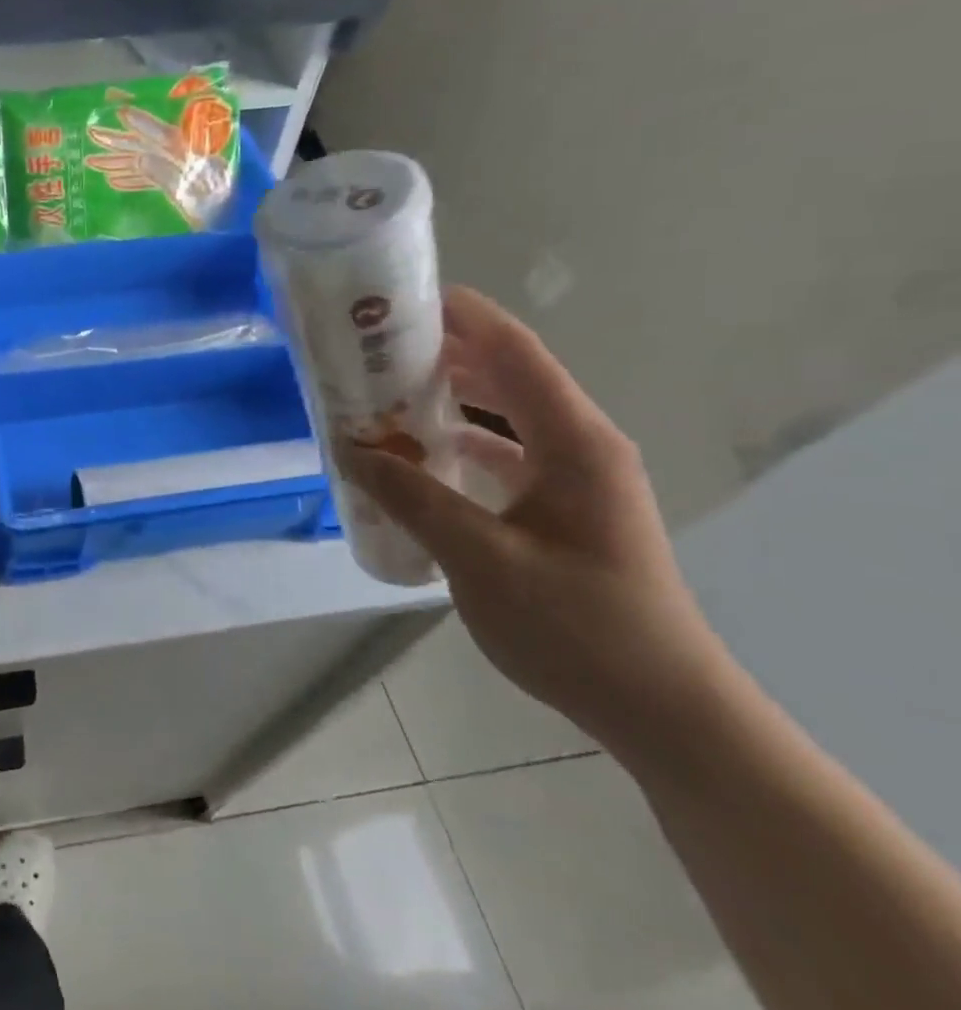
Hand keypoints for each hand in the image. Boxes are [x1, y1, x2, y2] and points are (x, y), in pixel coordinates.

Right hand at [338, 287, 732, 756]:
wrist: (659, 707)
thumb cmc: (576, 626)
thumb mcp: (479, 559)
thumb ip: (411, 497)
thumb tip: (350, 449)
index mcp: (574, 442)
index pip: (513, 352)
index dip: (459, 316)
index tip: (397, 301)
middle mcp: (580, 446)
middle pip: (506, 376)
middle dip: (439, 356)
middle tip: (369, 352)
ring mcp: (575, 478)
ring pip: (503, 416)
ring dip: (446, 401)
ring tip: (379, 397)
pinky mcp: (563, 509)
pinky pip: (504, 455)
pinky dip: (458, 446)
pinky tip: (415, 459)